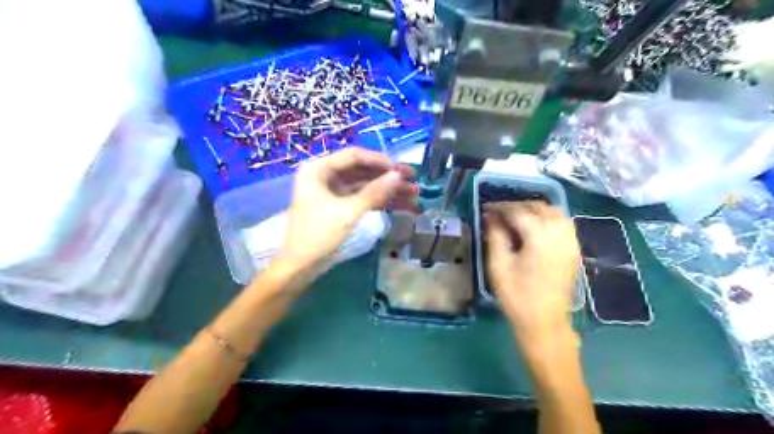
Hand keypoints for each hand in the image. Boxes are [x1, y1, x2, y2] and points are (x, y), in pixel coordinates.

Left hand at [279, 148, 416, 268]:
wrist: (300, 266)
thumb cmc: (318, 235)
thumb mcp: (348, 212)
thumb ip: (374, 192)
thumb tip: (398, 175)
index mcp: (318, 169)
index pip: (354, 156)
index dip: (380, 161)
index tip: (401, 169)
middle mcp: (324, 175)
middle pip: (362, 170)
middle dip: (388, 177)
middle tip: (413, 180)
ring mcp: (332, 191)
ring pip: (365, 185)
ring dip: (388, 189)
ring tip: (413, 194)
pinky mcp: (339, 205)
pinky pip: (362, 197)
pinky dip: (380, 200)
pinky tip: (400, 204)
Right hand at [482, 202, 579, 346]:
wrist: (545, 322)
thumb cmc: (517, 295)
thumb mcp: (498, 265)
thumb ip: (495, 236)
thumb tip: (492, 217)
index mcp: (540, 237)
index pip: (519, 211)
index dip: (500, 207)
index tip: (486, 208)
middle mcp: (559, 234)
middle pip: (538, 207)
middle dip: (517, 206)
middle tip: (499, 213)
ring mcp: (570, 241)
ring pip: (554, 212)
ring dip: (534, 209)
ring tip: (516, 217)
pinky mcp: (574, 249)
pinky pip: (563, 223)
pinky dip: (548, 218)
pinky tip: (535, 227)